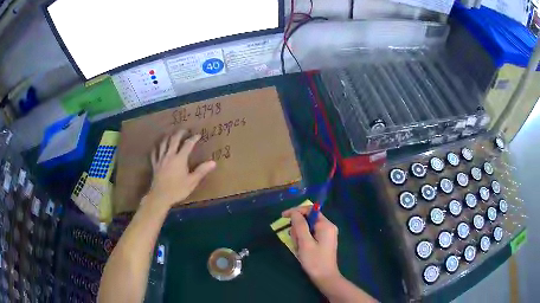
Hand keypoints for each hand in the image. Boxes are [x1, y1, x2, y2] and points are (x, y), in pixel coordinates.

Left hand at [146, 129, 215, 208]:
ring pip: (163, 144)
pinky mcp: (155, 165)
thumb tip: (213, 162)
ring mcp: (161, 159)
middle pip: (174, 140)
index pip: (188, 144)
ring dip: (167, 137)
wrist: (160, 196)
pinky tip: (157, 146)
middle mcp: (170, 155)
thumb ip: (202, 171)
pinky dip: (156, 148)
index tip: (198, 135)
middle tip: (184, 130)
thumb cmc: (177, 189)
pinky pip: (154, 153)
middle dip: (179, 133)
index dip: (193, 138)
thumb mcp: (192, 181)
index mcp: (180, 158)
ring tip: (171, 134)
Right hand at [282, 206, 340, 284]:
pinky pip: (311, 235)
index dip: (296, 211)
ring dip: (300, 236)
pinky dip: (304, 240)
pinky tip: (301, 250)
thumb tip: (294, 212)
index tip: (283, 217)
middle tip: (294, 241)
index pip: (310, 210)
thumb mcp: (305, 242)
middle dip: (298, 228)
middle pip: (308, 219)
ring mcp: (327, 234)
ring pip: (308, 228)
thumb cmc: (315, 261)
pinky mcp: (324, 241)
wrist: (325, 278)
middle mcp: (328, 227)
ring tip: (298, 248)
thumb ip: (299, 225)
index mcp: (326, 225)